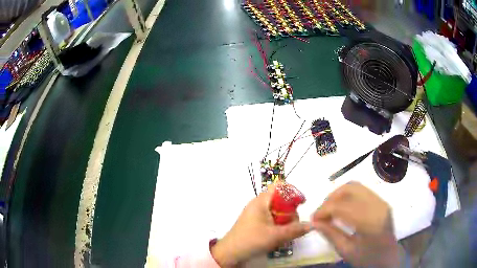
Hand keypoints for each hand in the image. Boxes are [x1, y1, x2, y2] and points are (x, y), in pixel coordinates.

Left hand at [211, 187, 310, 266]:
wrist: (230, 253)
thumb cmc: (252, 240)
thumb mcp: (276, 236)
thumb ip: (296, 230)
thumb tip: (312, 225)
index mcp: (261, 201)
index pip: (279, 186)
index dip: (292, 191)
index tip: (301, 203)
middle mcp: (258, 205)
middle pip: (280, 200)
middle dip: (290, 211)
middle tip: (294, 224)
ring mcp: (256, 214)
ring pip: (276, 212)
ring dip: (285, 220)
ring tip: (286, 233)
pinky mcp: (255, 223)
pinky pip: (271, 220)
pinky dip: (278, 225)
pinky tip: (279, 236)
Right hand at [311, 182, 403, 267]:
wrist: (388, 258)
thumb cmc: (367, 259)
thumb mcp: (346, 251)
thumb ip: (330, 234)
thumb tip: (313, 222)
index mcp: (370, 222)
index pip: (343, 206)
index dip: (324, 210)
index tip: (313, 219)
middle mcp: (378, 206)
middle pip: (350, 189)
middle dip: (331, 198)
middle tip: (321, 212)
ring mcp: (382, 201)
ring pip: (356, 186)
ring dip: (339, 194)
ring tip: (329, 209)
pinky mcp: (381, 201)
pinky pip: (362, 191)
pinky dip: (348, 196)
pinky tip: (342, 208)